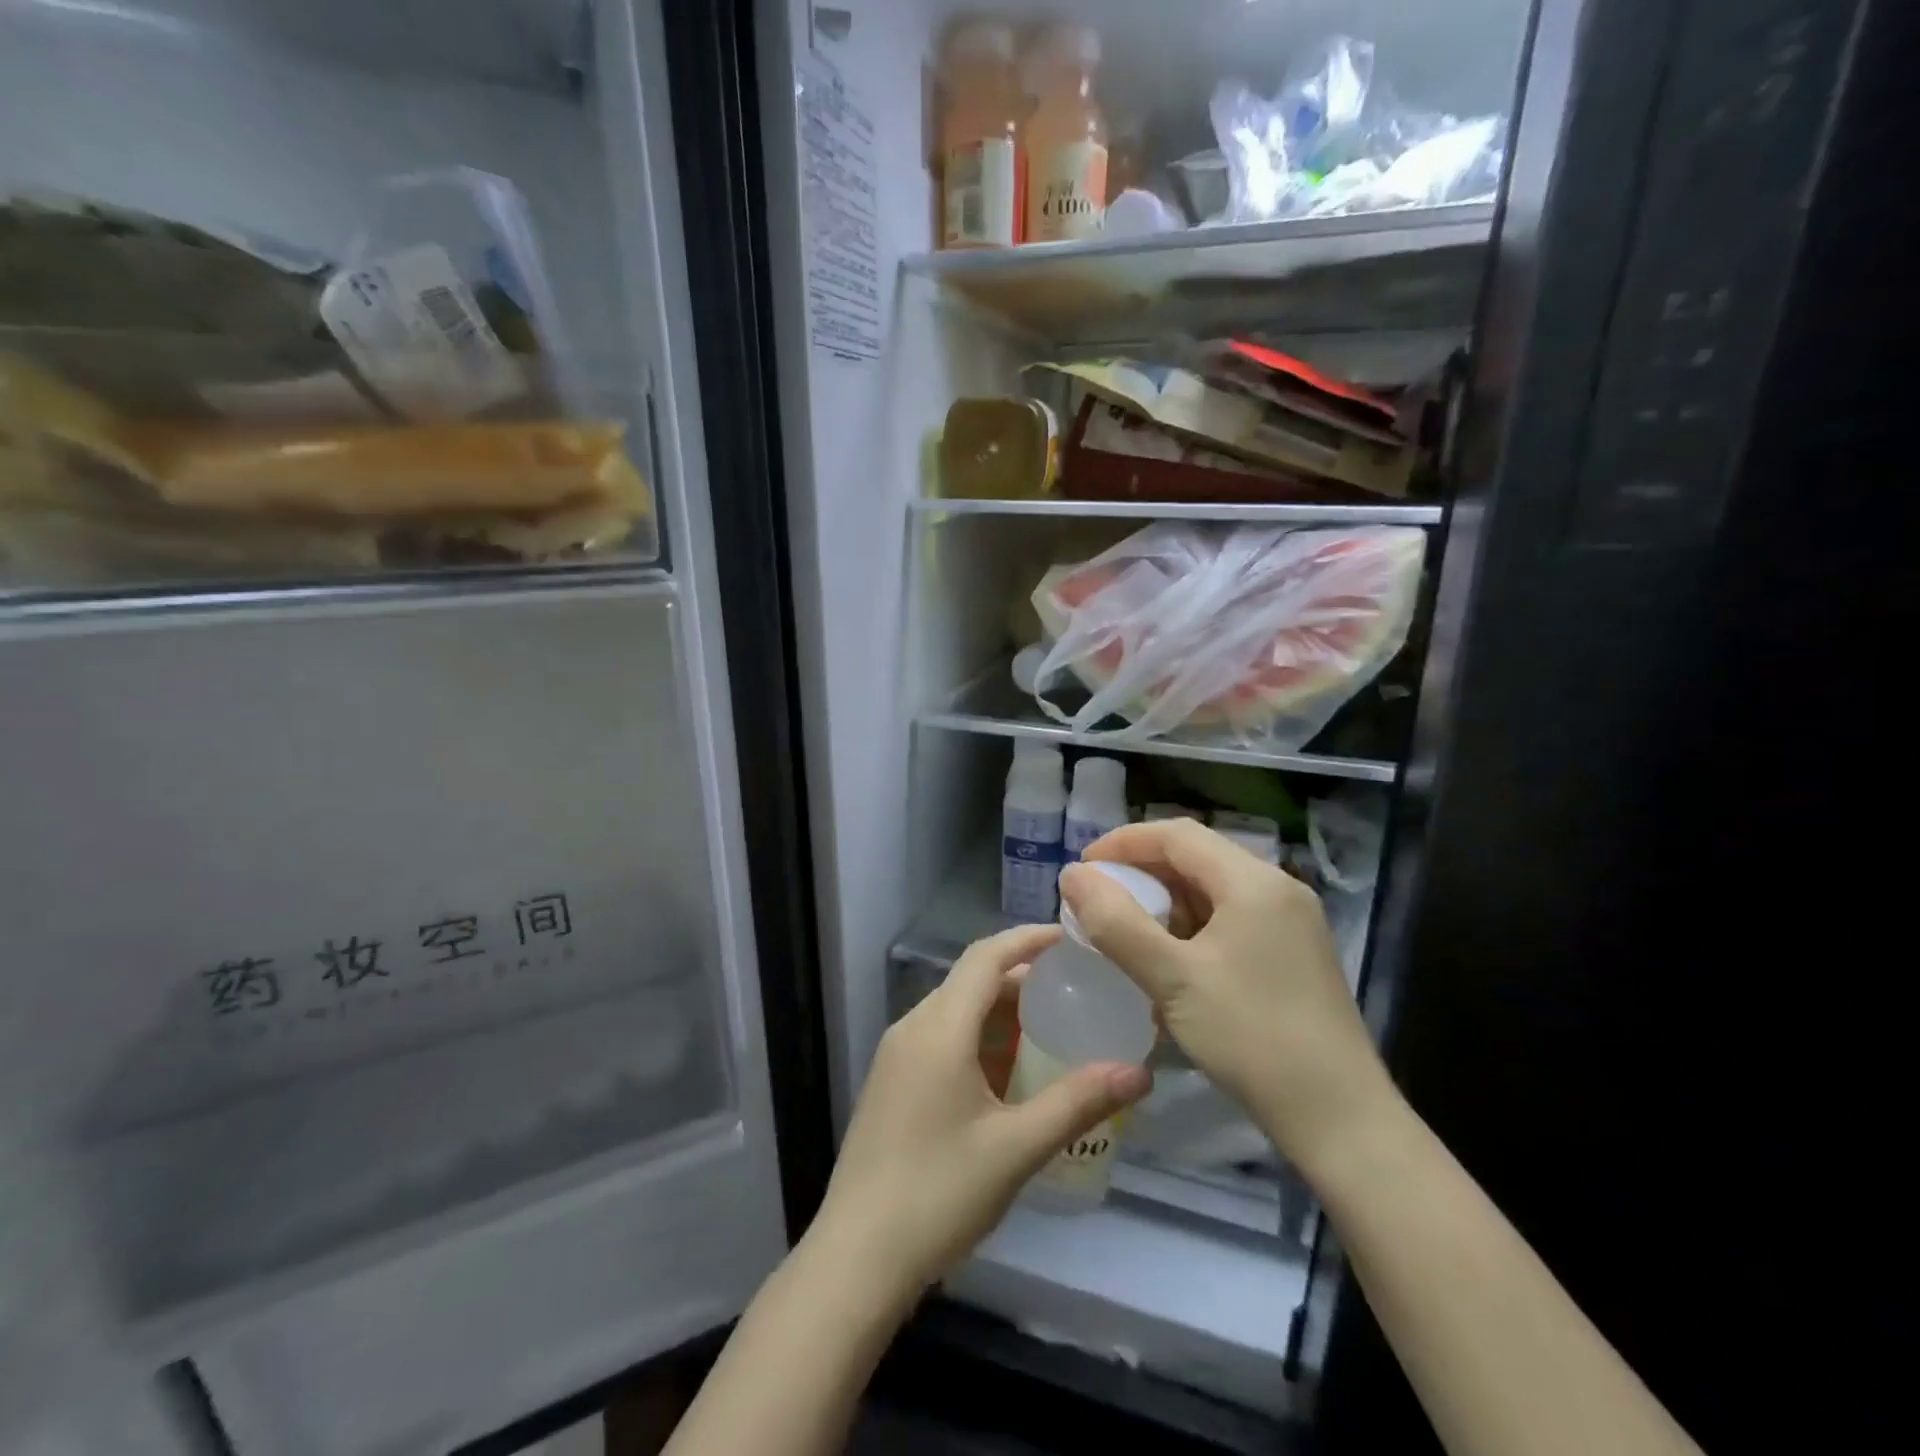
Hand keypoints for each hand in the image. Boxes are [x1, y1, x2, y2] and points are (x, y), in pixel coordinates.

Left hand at [814, 924, 1151, 1292]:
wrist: (856, 1258)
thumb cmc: (938, 1194)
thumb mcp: (1016, 1148)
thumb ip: (1078, 1102)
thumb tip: (1138, 1072)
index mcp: (938, 1028)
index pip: (986, 956)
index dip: (1028, 939)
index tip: (1071, 938)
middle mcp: (912, 1028)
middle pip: (971, 981)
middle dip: (1022, 979)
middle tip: (1074, 989)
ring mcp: (896, 1056)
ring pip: (955, 1012)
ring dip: (1000, 1012)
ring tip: (1052, 1028)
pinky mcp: (891, 1083)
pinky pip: (941, 1039)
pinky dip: (978, 1040)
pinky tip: (1009, 1073)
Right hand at [1061, 820, 1394, 1176]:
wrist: (1339, 1118)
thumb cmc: (1251, 1037)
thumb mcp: (1172, 979)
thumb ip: (1115, 923)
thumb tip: (1072, 875)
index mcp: (1253, 882)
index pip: (1177, 835)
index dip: (1124, 843)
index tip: (1083, 869)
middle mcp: (1277, 889)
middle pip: (1197, 858)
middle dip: (1142, 873)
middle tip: (1098, 900)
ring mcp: (1290, 922)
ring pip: (1213, 891)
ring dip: (1165, 903)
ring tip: (1126, 933)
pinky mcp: (1292, 953)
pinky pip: (1230, 920)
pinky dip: (1191, 929)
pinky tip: (1169, 963)